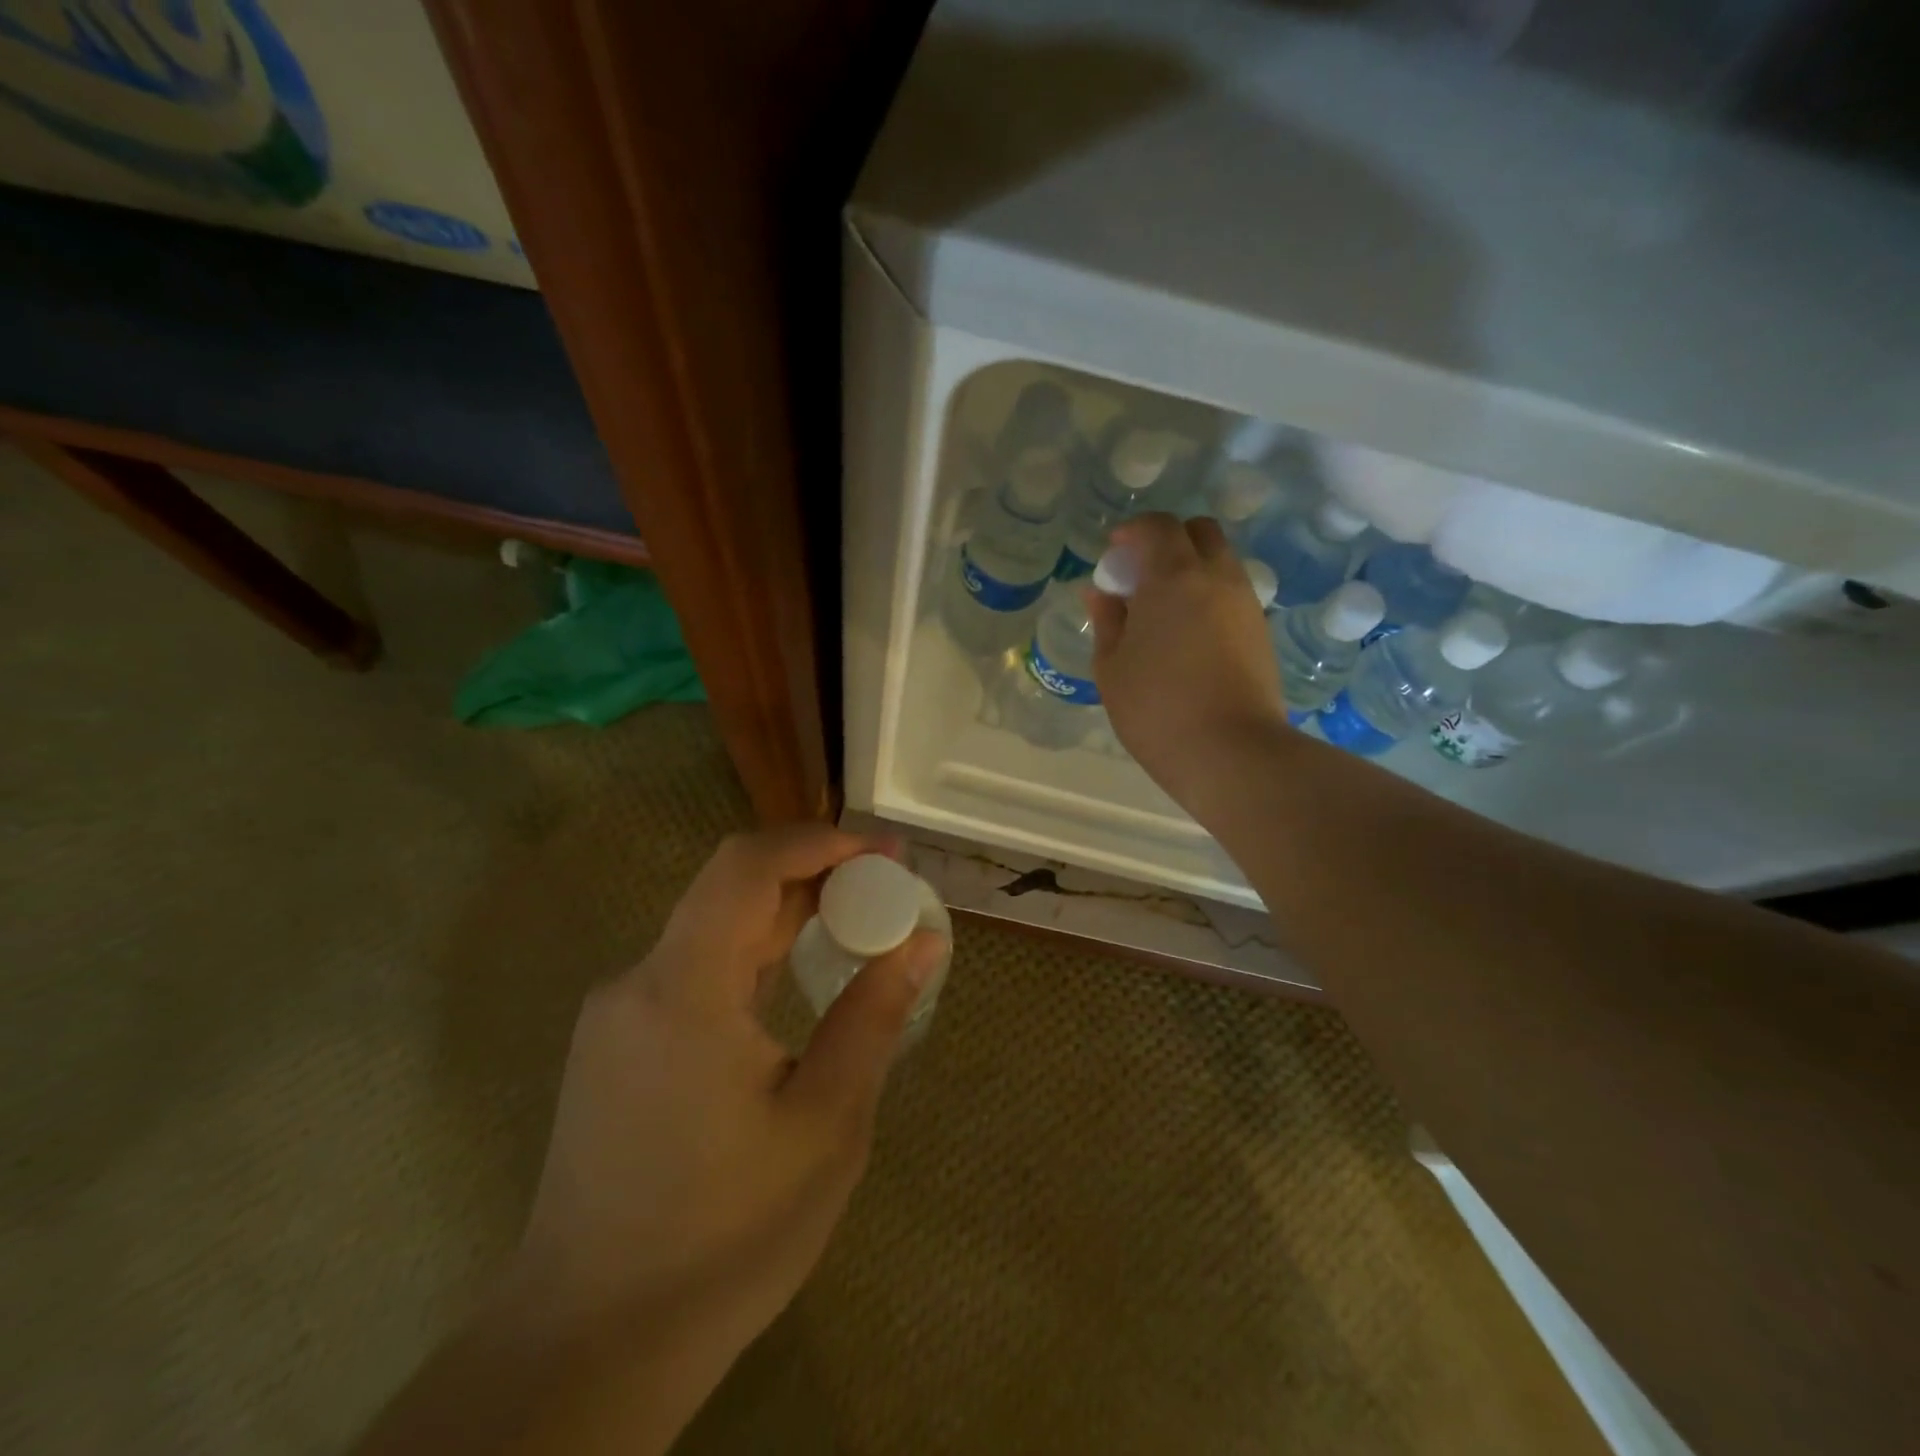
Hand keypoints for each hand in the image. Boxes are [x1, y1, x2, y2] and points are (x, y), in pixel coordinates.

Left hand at [507, 824, 943, 1382]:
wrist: (590, 1346)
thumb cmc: (724, 1238)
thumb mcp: (825, 1125)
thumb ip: (874, 1016)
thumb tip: (922, 939)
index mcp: (684, 990)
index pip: (748, 866)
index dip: (819, 842)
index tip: (884, 854)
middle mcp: (638, 982)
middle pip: (731, 889)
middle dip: (814, 876)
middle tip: (886, 890)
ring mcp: (618, 1014)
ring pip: (712, 928)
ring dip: (785, 915)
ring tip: (856, 928)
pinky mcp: (615, 1044)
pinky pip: (693, 968)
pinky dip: (753, 954)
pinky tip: (795, 982)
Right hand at [1087, 513, 1287, 804]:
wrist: (1231, 752)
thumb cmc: (1157, 708)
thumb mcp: (1112, 667)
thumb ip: (1107, 621)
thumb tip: (1102, 593)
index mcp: (1174, 577)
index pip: (1158, 526)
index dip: (1133, 531)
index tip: (1114, 552)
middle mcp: (1217, 577)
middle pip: (1199, 532)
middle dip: (1169, 540)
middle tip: (1142, 575)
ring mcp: (1245, 603)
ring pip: (1220, 561)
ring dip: (1191, 568)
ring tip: (1163, 610)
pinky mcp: (1261, 630)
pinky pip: (1232, 592)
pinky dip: (1209, 595)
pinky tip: (1188, 633)